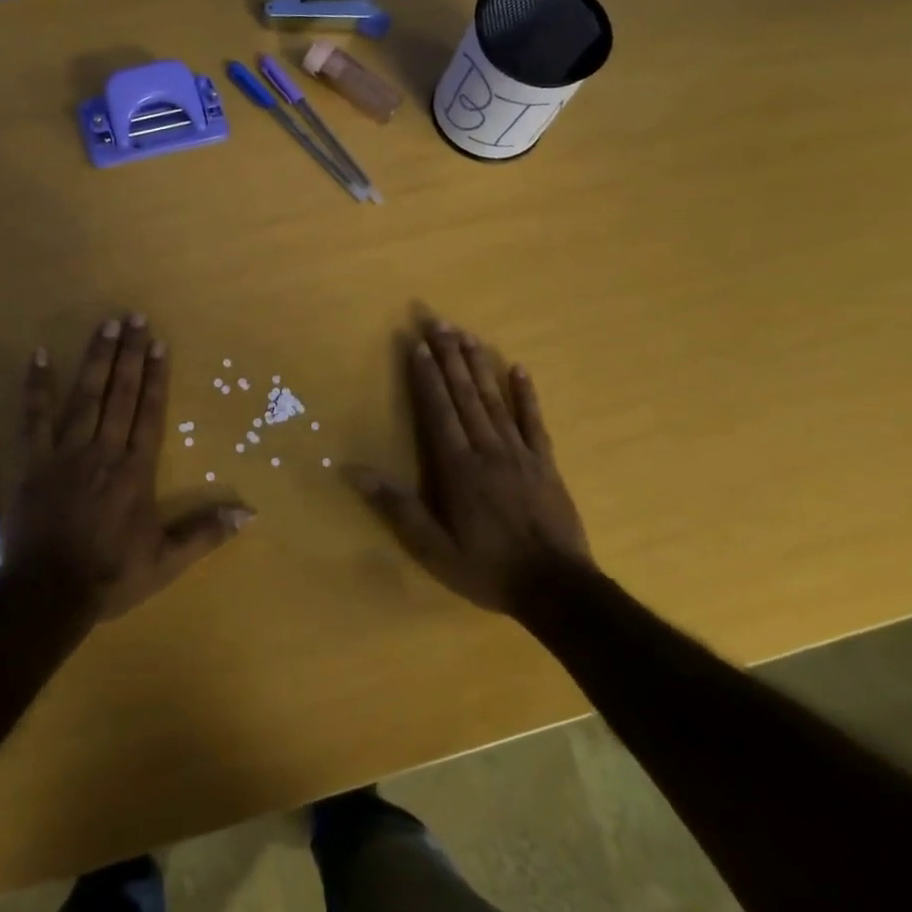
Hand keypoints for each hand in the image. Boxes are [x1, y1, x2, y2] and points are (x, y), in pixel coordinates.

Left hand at [1, 314, 255, 622]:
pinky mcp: (34, 462)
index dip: (155, 377)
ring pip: (85, 397)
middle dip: (129, 354)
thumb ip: (205, 533)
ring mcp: (66, 453)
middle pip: (120, 395)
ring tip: (104, 324)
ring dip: (96, 359)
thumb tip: (249, 513)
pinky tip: (40, 355)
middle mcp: (105, 452)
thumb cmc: (110, 576)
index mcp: (136, 472)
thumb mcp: (166, 561)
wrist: (49, 593)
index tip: (158, 344)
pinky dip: (36, 386)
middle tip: (134, 317)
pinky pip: (34, 417)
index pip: (149, 414)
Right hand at [347, 318, 593, 615]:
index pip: (438, 412)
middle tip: (438, 322)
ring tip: (467, 335)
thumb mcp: (433, 548)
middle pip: (466, 395)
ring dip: (479, 366)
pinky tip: (519, 368)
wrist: (558, 590)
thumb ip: (397, 507)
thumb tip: (353, 471)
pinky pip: (533, 421)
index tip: (417, 345)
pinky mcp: (545, 462)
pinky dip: (526, 394)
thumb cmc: (488, 569)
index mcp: (459, 468)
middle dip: (449, 357)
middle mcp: (488, 450)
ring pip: (495, 400)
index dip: (426, 377)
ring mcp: (520, 453)